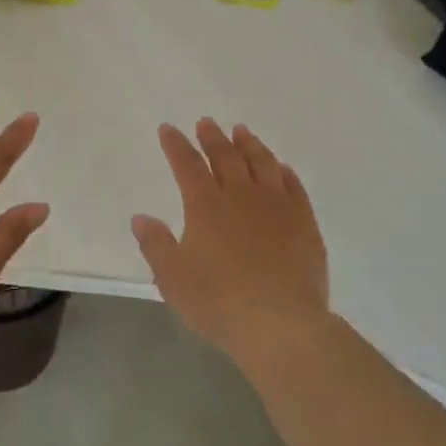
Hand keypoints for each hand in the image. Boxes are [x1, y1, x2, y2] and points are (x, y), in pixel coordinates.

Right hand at [132, 119, 329, 365]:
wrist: (279, 323)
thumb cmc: (218, 301)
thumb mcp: (172, 277)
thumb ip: (155, 244)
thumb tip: (141, 217)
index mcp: (205, 205)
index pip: (187, 165)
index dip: (176, 145)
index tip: (168, 128)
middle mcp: (241, 196)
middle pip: (225, 157)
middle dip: (213, 138)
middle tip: (206, 122)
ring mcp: (277, 206)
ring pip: (262, 164)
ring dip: (250, 145)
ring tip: (242, 132)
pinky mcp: (304, 223)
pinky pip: (294, 187)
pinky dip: (284, 172)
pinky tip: (281, 168)